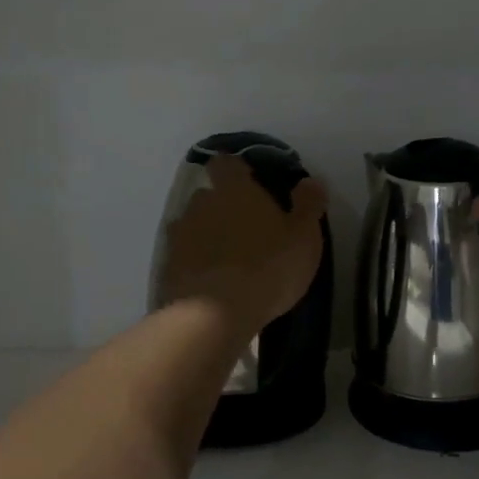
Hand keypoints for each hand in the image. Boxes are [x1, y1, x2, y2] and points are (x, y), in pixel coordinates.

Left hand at [161, 154, 327, 334]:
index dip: (236, 171)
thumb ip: (308, 205)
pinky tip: (210, 281)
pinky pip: (183, 256)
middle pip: (209, 195)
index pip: (227, 163)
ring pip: (193, 225)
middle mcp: (201, 204)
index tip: (249, 183)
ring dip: (207, 235)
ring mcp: (180, 235)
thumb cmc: (268, 267)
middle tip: (246, 227)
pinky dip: (194, 262)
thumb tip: (310, 181)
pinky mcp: (167, 266)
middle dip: (223, 206)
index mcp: (235, 190)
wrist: (215, 315)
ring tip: (227, 258)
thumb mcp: (304, 237)